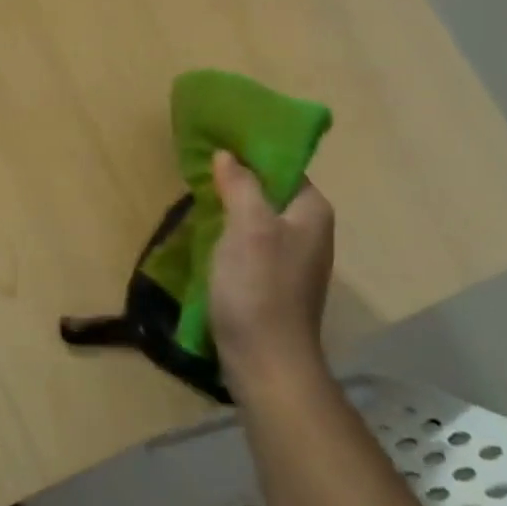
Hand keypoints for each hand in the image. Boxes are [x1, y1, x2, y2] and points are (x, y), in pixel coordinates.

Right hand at [208, 151, 333, 392]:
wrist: (266, 361)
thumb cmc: (259, 288)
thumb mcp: (248, 227)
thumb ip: (241, 185)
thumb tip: (228, 155)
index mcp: (311, 210)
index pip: (282, 165)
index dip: (250, 152)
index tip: (214, 144)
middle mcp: (308, 230)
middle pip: (269, 190)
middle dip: (235, 179)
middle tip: (198, 170)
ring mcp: (292, 258)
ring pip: (257, 217)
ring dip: (228, 207)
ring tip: (194, 197)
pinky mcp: (273, 281)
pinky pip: (250, 243)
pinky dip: (228, 233)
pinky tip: (204, 235)